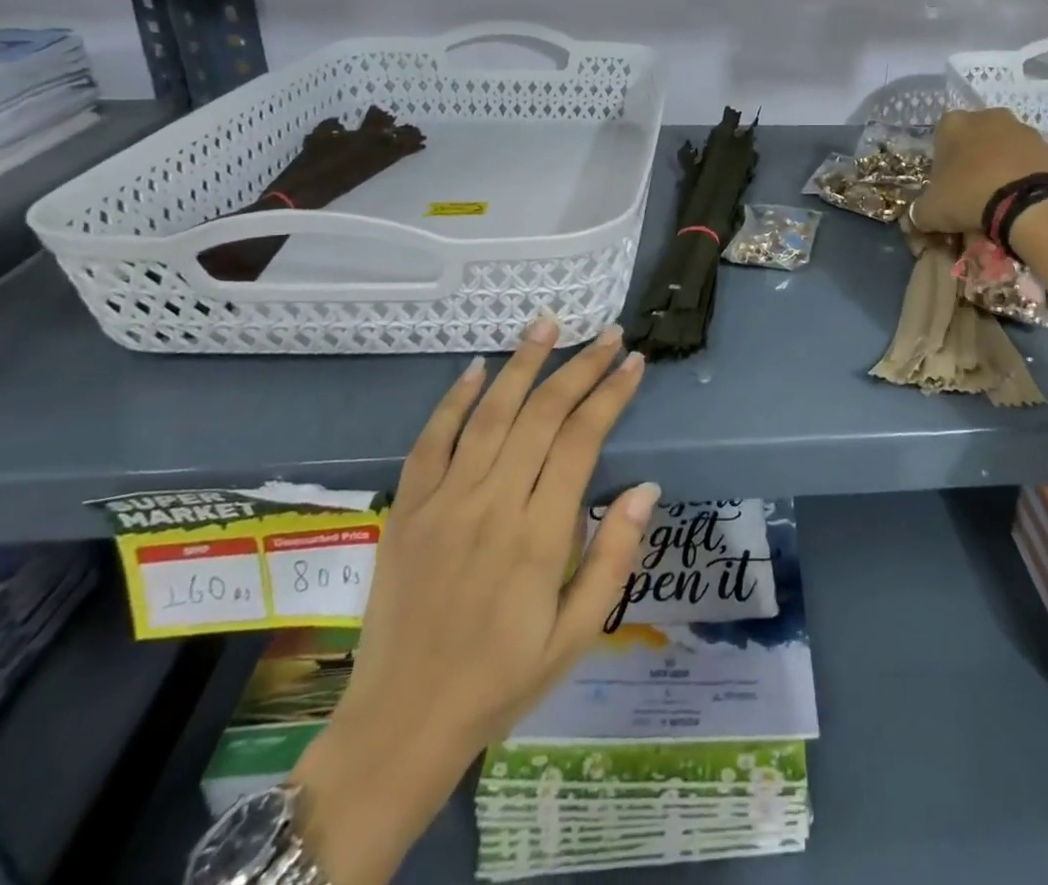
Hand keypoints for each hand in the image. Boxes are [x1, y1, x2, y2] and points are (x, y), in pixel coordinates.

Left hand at [289, 318, 656, 884]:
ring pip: (489, 414)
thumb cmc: (502, 680)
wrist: (402, 724)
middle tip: (608, 333)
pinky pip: (431, 442)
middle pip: (542, 414)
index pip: (582, 440)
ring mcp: (444, 503)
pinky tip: (477, 368)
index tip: (633, 362)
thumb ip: (614, 558)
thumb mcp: (576, 635)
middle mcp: (492, 504)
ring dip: (522, 363)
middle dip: (579, 367)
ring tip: (548, 323)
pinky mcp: (407, 511)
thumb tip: (646, 487)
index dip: (610, 394)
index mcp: (538, 536)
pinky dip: (453, 401)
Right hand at [912, 107, 1047, 234]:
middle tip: (972, 190)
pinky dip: (1024, 173)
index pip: (941, 138)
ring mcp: (1021, 127)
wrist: (1027, 203)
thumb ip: (921, 209)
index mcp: (953, 123)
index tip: (947, 185)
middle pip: (974, 138)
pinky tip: (1021, 196)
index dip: (943, 163)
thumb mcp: (931, 211)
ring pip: (1003, 146)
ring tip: (1000, 196)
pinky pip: (1028, 159)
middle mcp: (987, 116)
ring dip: (1000, 164)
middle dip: (973, 159)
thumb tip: (921, 215)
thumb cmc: (968, 196)